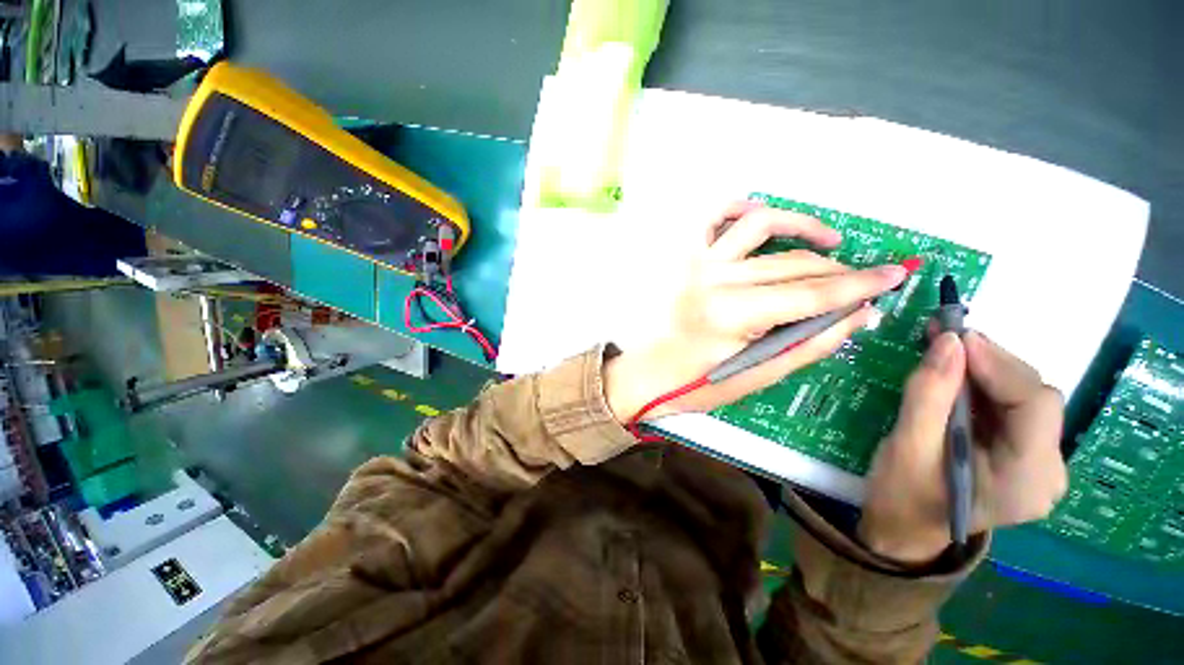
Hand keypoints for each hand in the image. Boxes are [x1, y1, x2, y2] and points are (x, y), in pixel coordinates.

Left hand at [604, 201, 906, 421]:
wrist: (646, 374)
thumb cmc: (695, 384)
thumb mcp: (756, 377)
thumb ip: (809, 344)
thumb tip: (856, 314)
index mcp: (733, 314)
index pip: (812, 292)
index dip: (860, 284)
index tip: (896, 276)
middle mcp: (716, 278)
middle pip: (792, 263)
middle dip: (838, 270)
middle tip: (860, 282)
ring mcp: (696, 262)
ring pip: (761, 225)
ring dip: (802, 226)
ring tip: (830, 240)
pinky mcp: (683, 256)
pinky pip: (715, 217)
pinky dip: (744, 210)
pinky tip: (766, 219)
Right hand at [858, 331, 1067, 563]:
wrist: (904, 529)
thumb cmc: (902, 495)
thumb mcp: (907, 446)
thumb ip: (929, 395)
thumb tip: (948, 341)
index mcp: (1026, 481)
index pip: (1033, 406)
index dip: (998, 365)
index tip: (953, 336)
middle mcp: (1048, 472)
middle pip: (1034, 399)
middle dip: (990, 364)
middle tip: (943, 337)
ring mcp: (1040, 465)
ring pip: (1025, 398)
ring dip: (985, 370)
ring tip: (944, 349)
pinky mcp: (1025, 456)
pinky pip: (1013, 408)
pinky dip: (983, 385)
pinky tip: (955, 374)